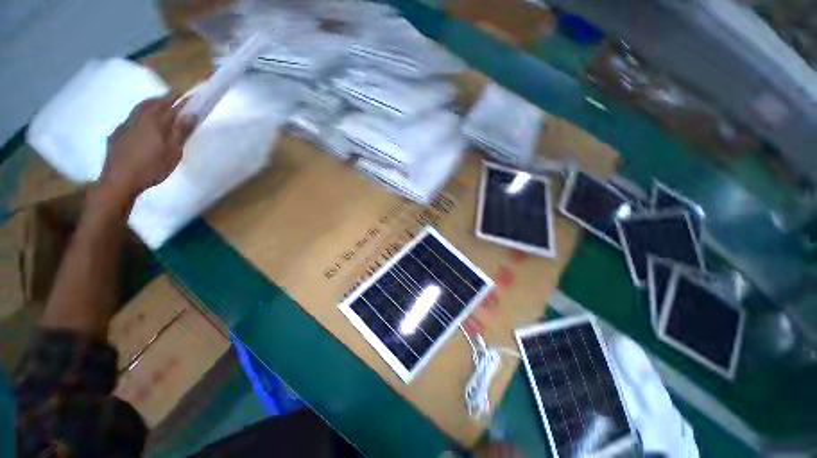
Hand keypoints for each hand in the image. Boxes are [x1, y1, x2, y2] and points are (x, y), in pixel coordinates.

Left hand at [98, 95, 196, 209]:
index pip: (167, 104)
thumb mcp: (173, 152)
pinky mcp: (116, 136)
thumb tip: (191, 114)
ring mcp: (124, 127)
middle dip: (162, 99)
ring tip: (157, 108)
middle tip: (171, 97)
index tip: (185, 93)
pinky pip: (129, 120)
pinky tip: (141, 126)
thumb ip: (181, 132)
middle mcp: (137, 119)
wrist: (118, 181)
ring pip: (138, 110)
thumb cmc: (151, 167)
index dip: (177, 98)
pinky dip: (139, 117)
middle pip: (150, 103)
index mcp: (152, 121)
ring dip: (149, 106)